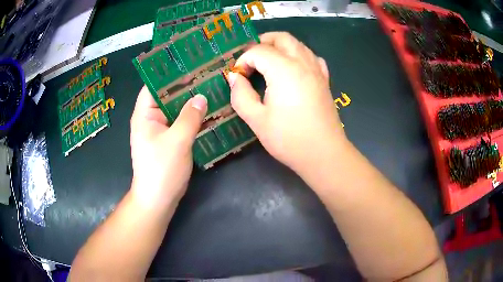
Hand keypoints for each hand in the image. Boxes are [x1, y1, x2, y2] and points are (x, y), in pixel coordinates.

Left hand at [129, 86, 206, 205]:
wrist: (158, 199)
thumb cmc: (162, 170)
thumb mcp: (177, 141)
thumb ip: (189, 117)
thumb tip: (201, 97)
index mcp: (145, 114)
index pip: (153, 85)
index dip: (169, 74)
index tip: (189, 64)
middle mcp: (150, 119)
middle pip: (166, 96)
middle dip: (184, 86)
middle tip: (206, 74)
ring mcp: (160, 130)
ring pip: (175, 110)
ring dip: (190, 102)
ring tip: (210, 88)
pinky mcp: (169, 140)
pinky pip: (180, 123)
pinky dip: (192, 117)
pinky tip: (208, 112)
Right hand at [227, 32, 347, 173]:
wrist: (323, 153)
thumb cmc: (289, 139)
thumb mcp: (256, 119)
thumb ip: (241, 95)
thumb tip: (234, 77)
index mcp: (284, 70)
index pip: (258, 51)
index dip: (243, 60)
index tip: (238, 77)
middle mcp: (302, 63)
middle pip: (281, 38)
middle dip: (262, 42)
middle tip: (250, 59)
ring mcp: (317, 70)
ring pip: (298, 44)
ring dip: (280, 46)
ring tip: (268, 61)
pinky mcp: (324, 80)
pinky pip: (311, 57)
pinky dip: (299, 55)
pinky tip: (293, 68)